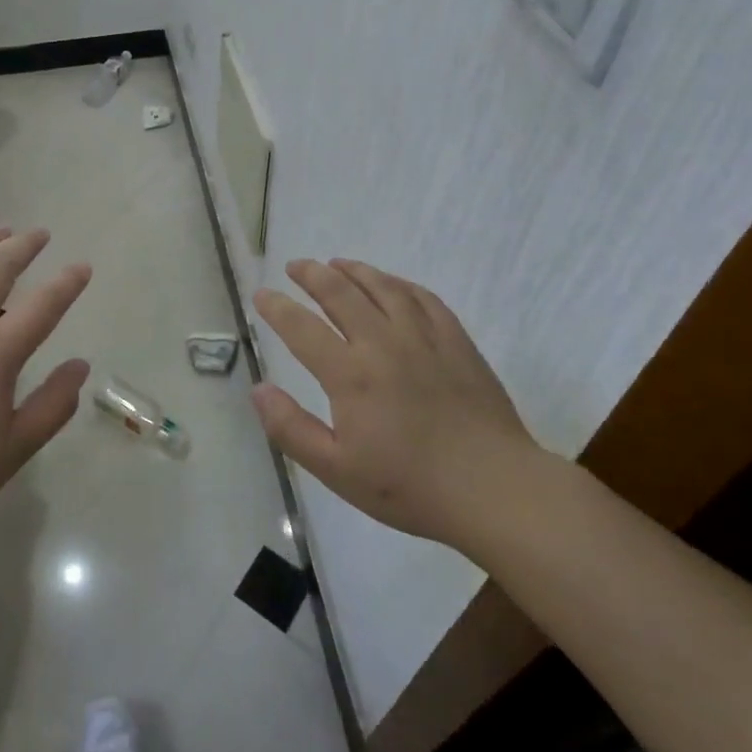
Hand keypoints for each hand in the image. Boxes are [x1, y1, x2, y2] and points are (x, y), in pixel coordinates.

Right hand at [251, 258, 541, 549]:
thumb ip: (291, 429)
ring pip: (383, 287)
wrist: (493, 488)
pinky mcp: (456, 341)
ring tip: (336, 263)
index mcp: (350, 374)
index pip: (302, 328)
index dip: (277, 307)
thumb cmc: (410, 486)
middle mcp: (383, 343)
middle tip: (295, 265)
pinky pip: (423, 298)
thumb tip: (258, 389)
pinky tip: (392, 284)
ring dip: (354, 270)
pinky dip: (400, 284)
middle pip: (341, 293)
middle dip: (312, 275)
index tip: (262, 294)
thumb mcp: (337, 471)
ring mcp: (424, 337)